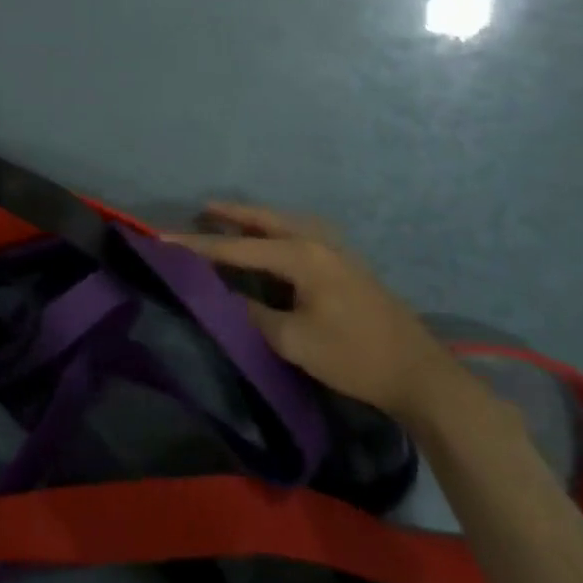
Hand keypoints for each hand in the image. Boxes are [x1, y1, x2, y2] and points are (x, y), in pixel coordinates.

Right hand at [169, 202, 459, 422]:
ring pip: (284, 224)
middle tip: (201, 210)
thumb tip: (225, 295)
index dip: (199, 246)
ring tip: (229, 219)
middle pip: (264, 220)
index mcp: (301, 256)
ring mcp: (335, 250)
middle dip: (231, 214)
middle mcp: (316, 242)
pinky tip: (271, 242)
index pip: (238, 247)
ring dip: (255, 220)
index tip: (164, 239)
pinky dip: (275, 232)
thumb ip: (254, 314)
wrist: (418, 373)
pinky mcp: (345, 264)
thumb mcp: (295, 341)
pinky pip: (299, 235)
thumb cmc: (354, 356)